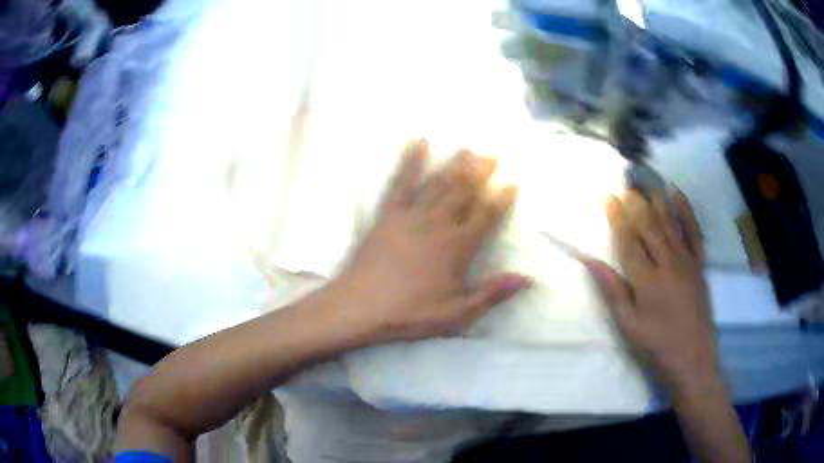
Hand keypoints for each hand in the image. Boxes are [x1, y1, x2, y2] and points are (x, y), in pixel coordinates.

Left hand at [328, 140, 530, 342]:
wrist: (361, 306)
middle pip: (465, 192)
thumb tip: (527, 279)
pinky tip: (418, 143)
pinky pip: (401, 182)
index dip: (502, 199)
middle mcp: (439, 224)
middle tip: (494, 152)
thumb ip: (492, 294)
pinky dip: (410, 161)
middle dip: (482, 172)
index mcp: (458, 248)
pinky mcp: (388, 213)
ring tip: (468, 147)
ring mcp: (412, 215)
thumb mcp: (457, 313)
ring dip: (455, 163)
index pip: (487, 217)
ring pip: (439, 183)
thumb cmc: (411, 313)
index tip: (513, 181)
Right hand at [583, 188, 720, 399]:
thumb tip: (591, 262)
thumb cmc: (657, 347)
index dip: (618, 218)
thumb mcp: (628, 326)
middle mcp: (668, 263)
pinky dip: (686, 211)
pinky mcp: (700, 265)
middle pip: (649, 226)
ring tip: (645, 182)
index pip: (629, 241)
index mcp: (647, 280)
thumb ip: (612, 291)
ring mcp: (687, 261)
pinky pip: (694, 232)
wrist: (694, 360)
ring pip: (669, 223)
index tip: (608, 197)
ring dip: (656, 200)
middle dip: (635, 204)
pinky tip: (677, 194)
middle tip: (624, 184)